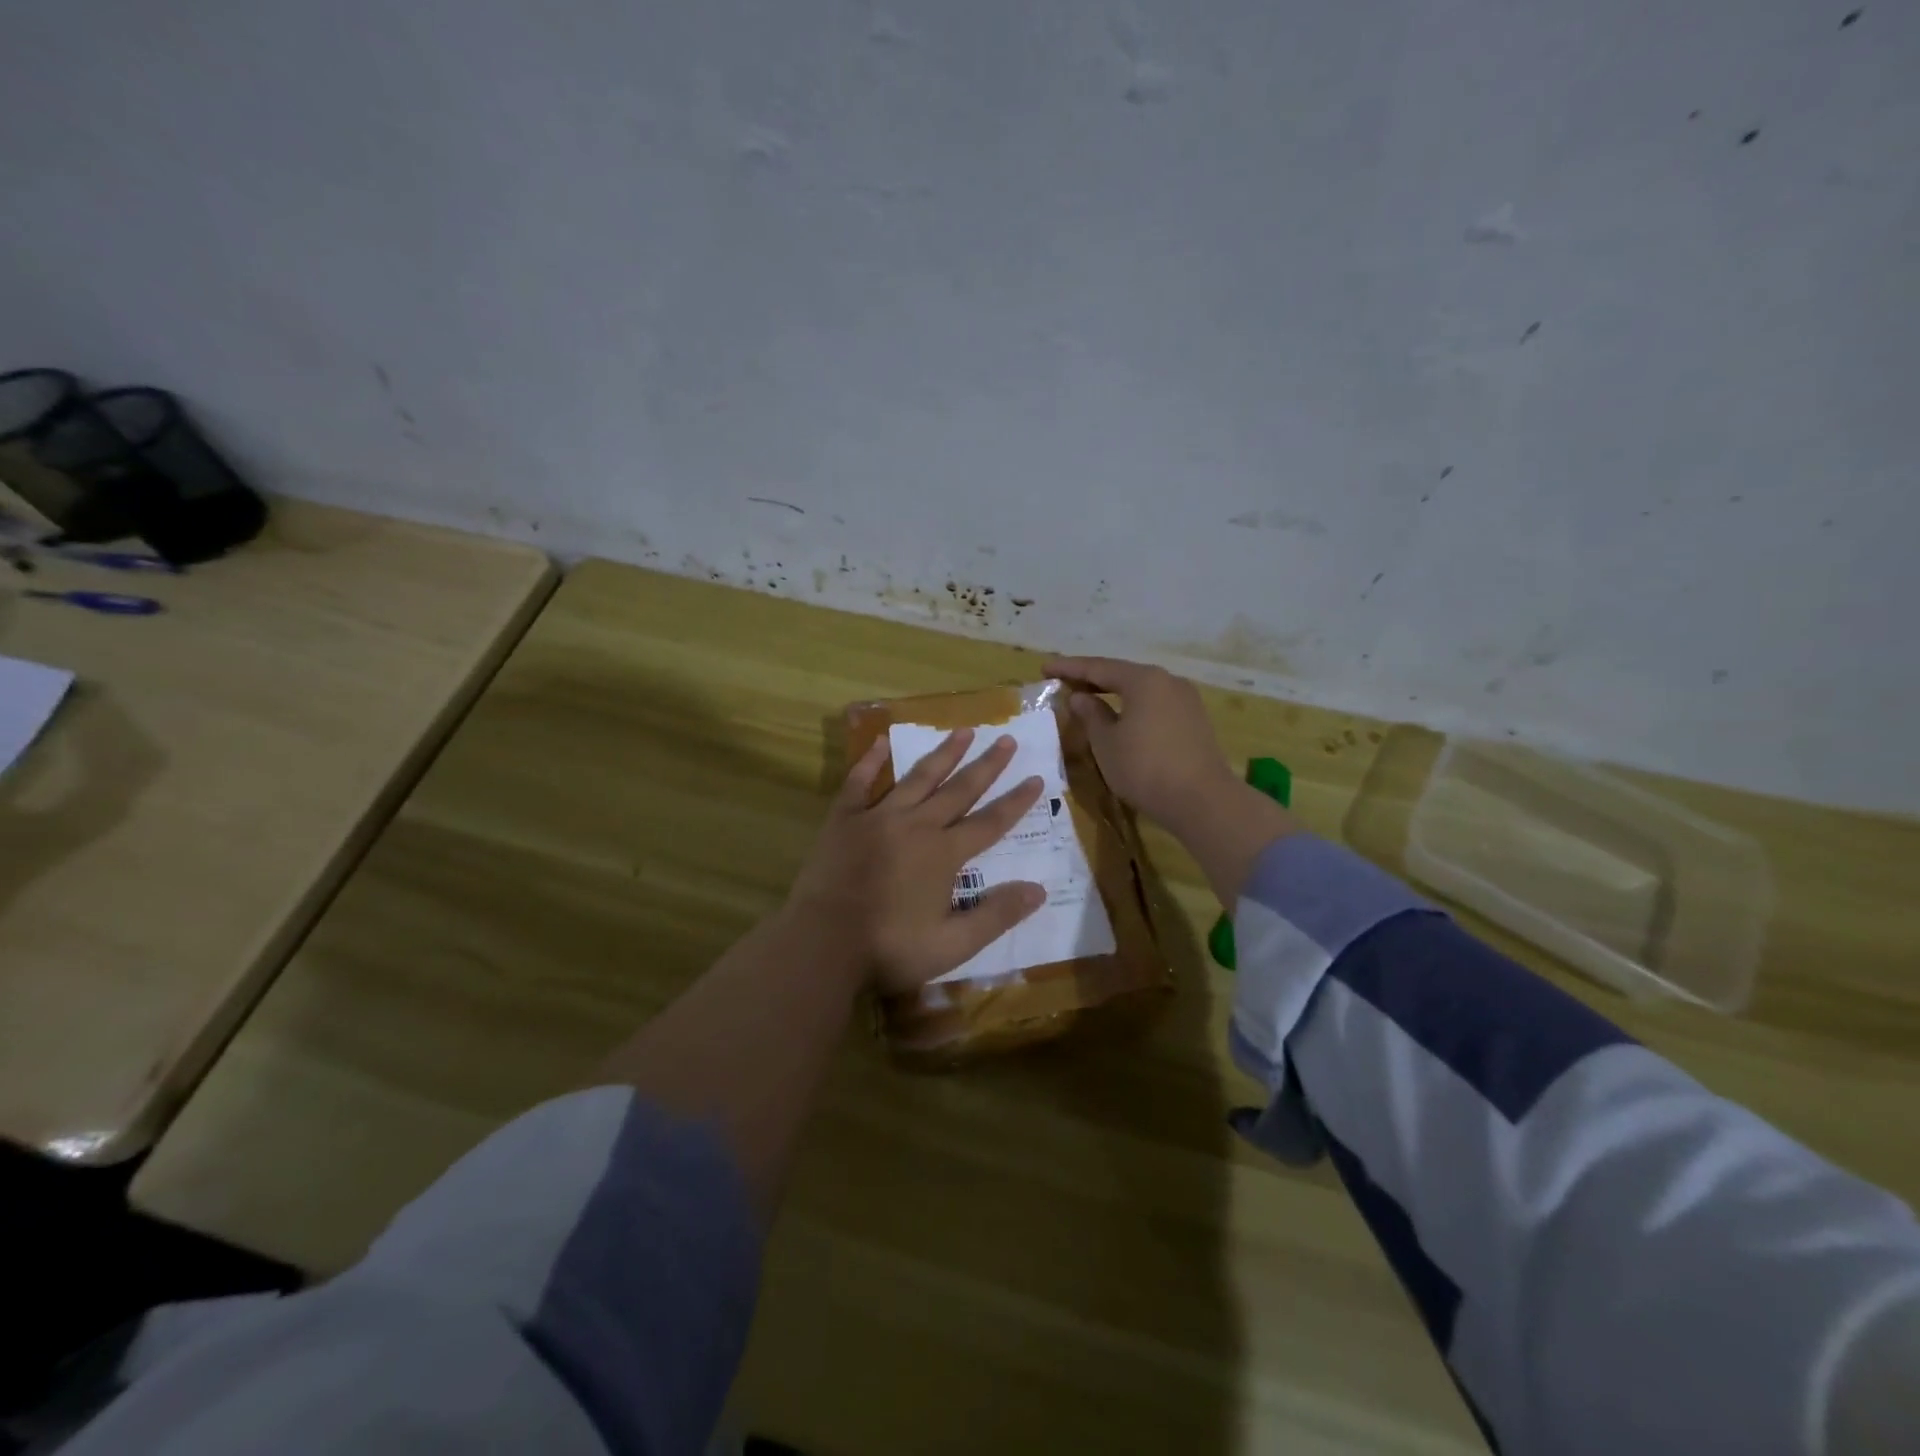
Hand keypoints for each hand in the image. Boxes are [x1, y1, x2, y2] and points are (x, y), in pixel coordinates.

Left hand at [788, 727, 1046, 996]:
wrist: (823, 942)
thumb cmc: (890, 948)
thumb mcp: (952, 944)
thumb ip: (996, 915)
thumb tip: (1038, 889)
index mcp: (944, 853)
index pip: (990, 822)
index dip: (1016, 801)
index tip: (1037, 778)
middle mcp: (916, 825)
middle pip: (959, 789)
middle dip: (986, 765)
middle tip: (1007, 739)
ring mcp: (878, 817)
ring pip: (918, 777)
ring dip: (943, 753)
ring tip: (963, 730)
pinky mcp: (844, 819)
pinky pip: (859, 781)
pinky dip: (871, 760)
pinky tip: (881, 741)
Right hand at [1046, 655, 1296, 904]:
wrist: (1202, 800)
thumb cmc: (1145, 768)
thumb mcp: (1106, 743)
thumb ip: (1091, 715)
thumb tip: (1080, 697)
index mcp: (1144, 680)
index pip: (1098, 667)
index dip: (1069, 668)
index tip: (1045, 667)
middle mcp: (1167, 681)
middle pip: (1122, 674)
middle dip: (1092, 679)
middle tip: (1064, 682)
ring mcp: (1185, 700)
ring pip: (1141, 690)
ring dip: (1113, 693)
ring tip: (1089, 699)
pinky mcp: (1194, 720)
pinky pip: (1155, 704)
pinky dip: (1132, 706)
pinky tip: (1120, 717)